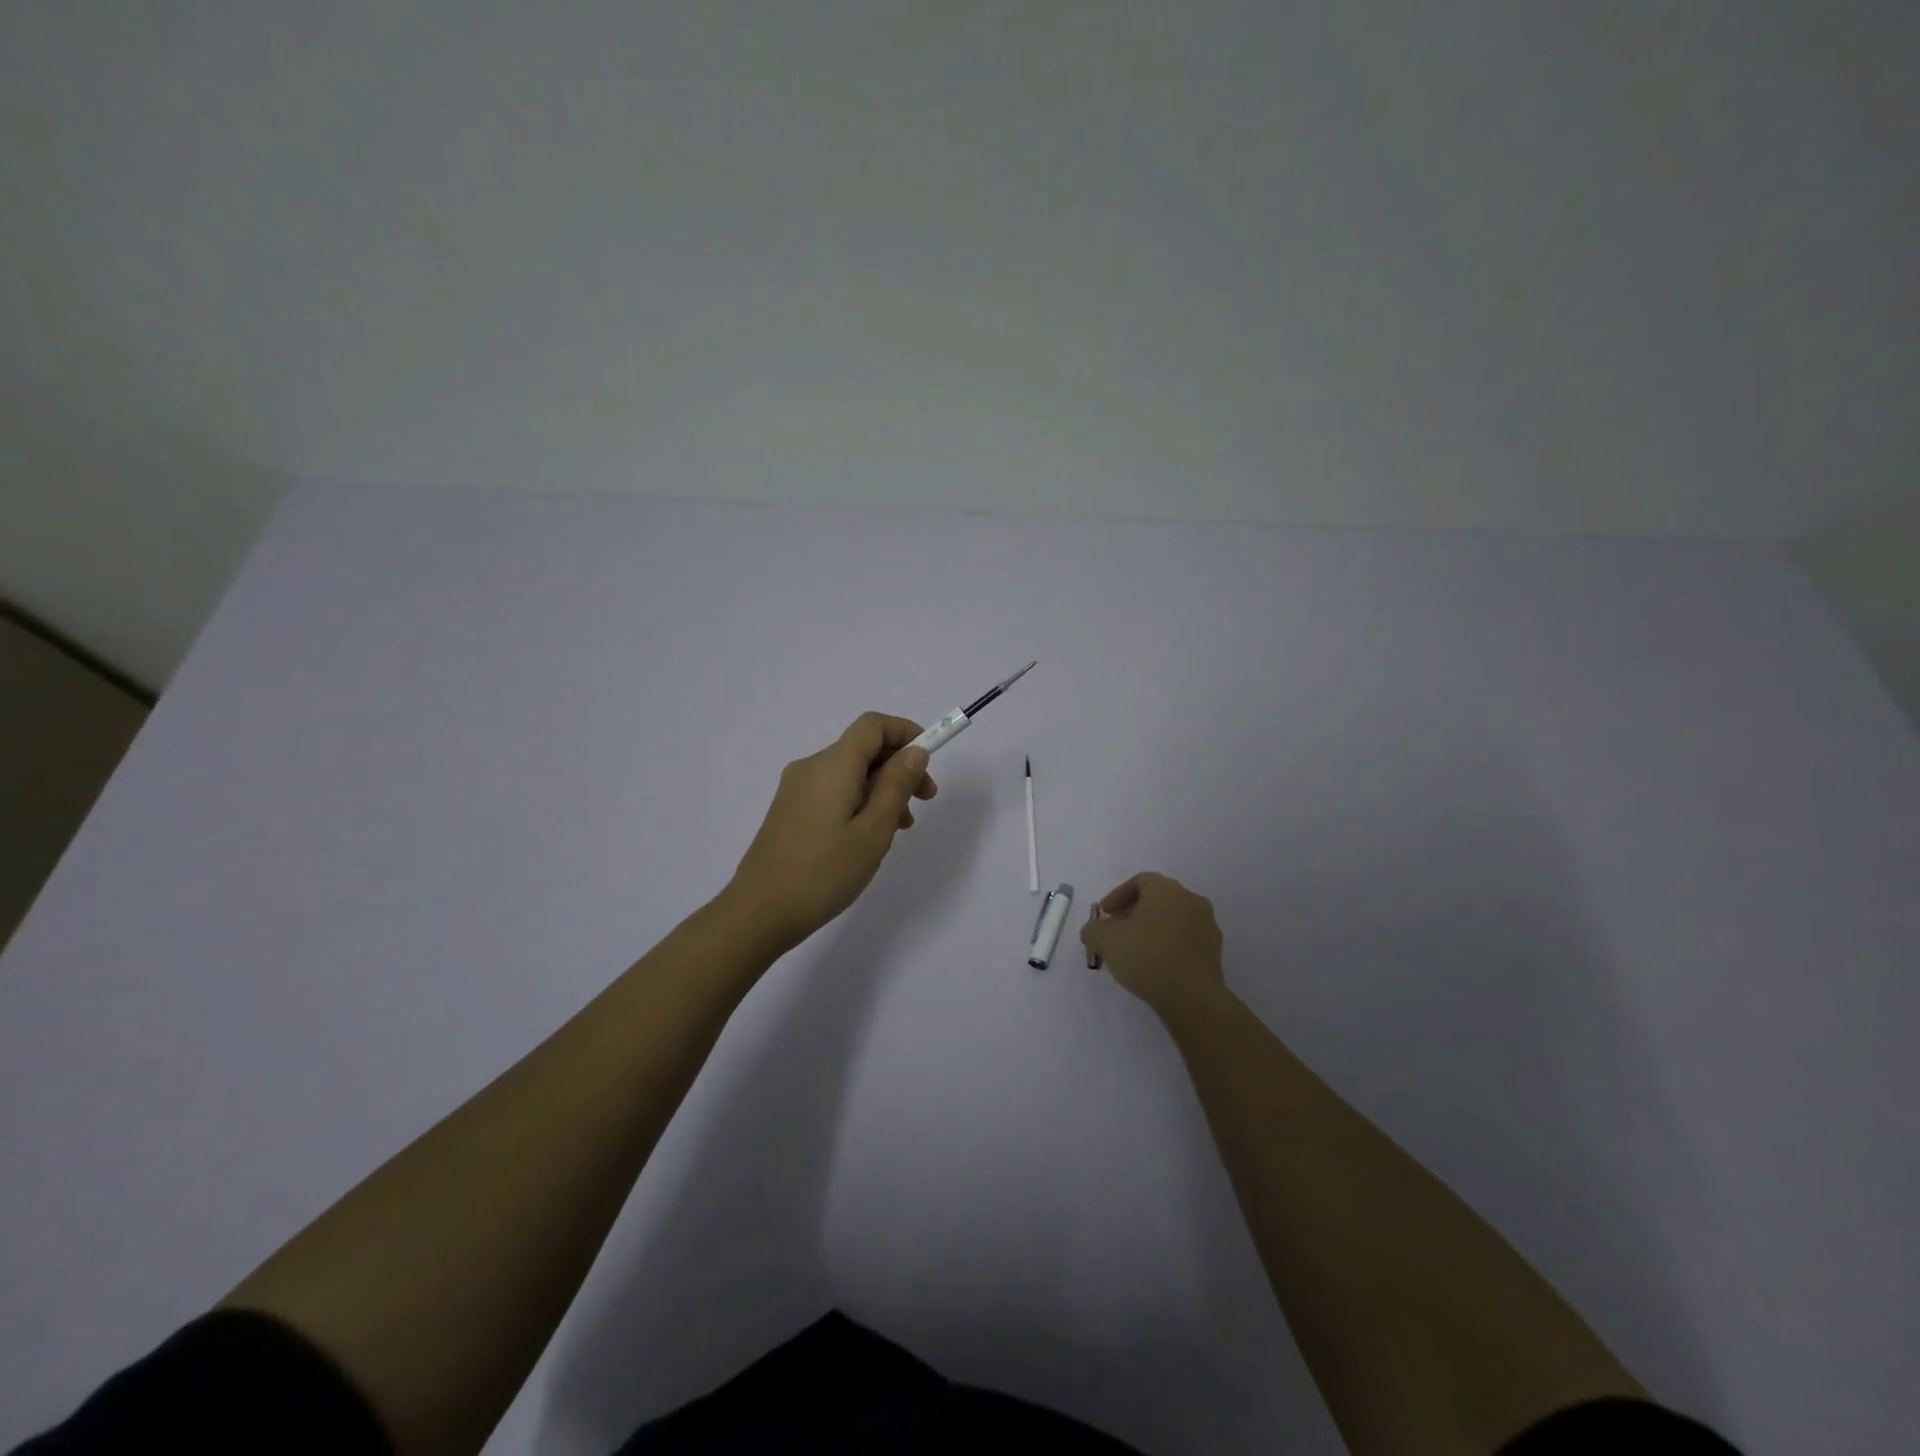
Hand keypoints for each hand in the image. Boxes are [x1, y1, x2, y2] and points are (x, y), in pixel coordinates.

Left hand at [724, 713, 938, 948]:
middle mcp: (811, 767)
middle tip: (924, 802)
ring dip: (881, 788)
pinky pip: (833, 791)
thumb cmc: (824, 872)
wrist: (758, 912)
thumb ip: (897, 785)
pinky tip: (867, 837)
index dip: (905, 732)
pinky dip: (859, 801)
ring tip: (899, 829)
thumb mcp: (873, 830)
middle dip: (899, 766)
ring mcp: (796, 789)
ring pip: (849, 773)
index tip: (929, 760)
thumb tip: (914, 751)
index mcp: (832, 765)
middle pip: (862, 749)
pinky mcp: (789, 810)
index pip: (873, 725)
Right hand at [1081, 872, 1225, 1017]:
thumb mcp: (1106, 941)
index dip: (1117, 896)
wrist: (1193, 998)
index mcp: (1167, 890)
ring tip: (1133, 951)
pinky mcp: (1214, 950)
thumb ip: (1093, 930)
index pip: (1139, 881)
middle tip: (1115, 932)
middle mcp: (1191, 900)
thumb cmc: (1147, 958)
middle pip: (1157, 899)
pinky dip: (1167, 944)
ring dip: (1151, 929)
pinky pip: (1184, 938)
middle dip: (1132, 913)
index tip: (1104, 915)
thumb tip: (1093, 931)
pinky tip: (1154, 964)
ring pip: (1172, 919)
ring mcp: (1206, 925)